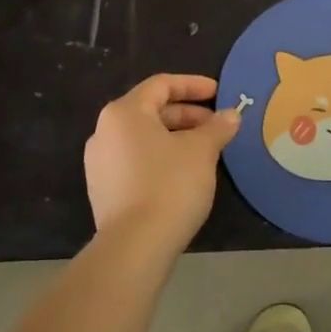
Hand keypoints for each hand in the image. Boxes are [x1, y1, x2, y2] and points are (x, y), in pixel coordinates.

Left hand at [84, 74, 240, 250]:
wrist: (135, 247)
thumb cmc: (169, 184)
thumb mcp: (202, 150)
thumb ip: (217, 127)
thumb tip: (231, 115)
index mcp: (124, 113)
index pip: (161, 85)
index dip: (193, 85)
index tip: (219, 93)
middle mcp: (104, 131)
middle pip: (151, 110)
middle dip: (187, 115)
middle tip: (217, 126)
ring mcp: (100, 163)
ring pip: (144, 137)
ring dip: (176, 137)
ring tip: (206, 150)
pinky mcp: (103, 190)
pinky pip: (135, 160)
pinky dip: (161, 157)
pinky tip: (184, 174)